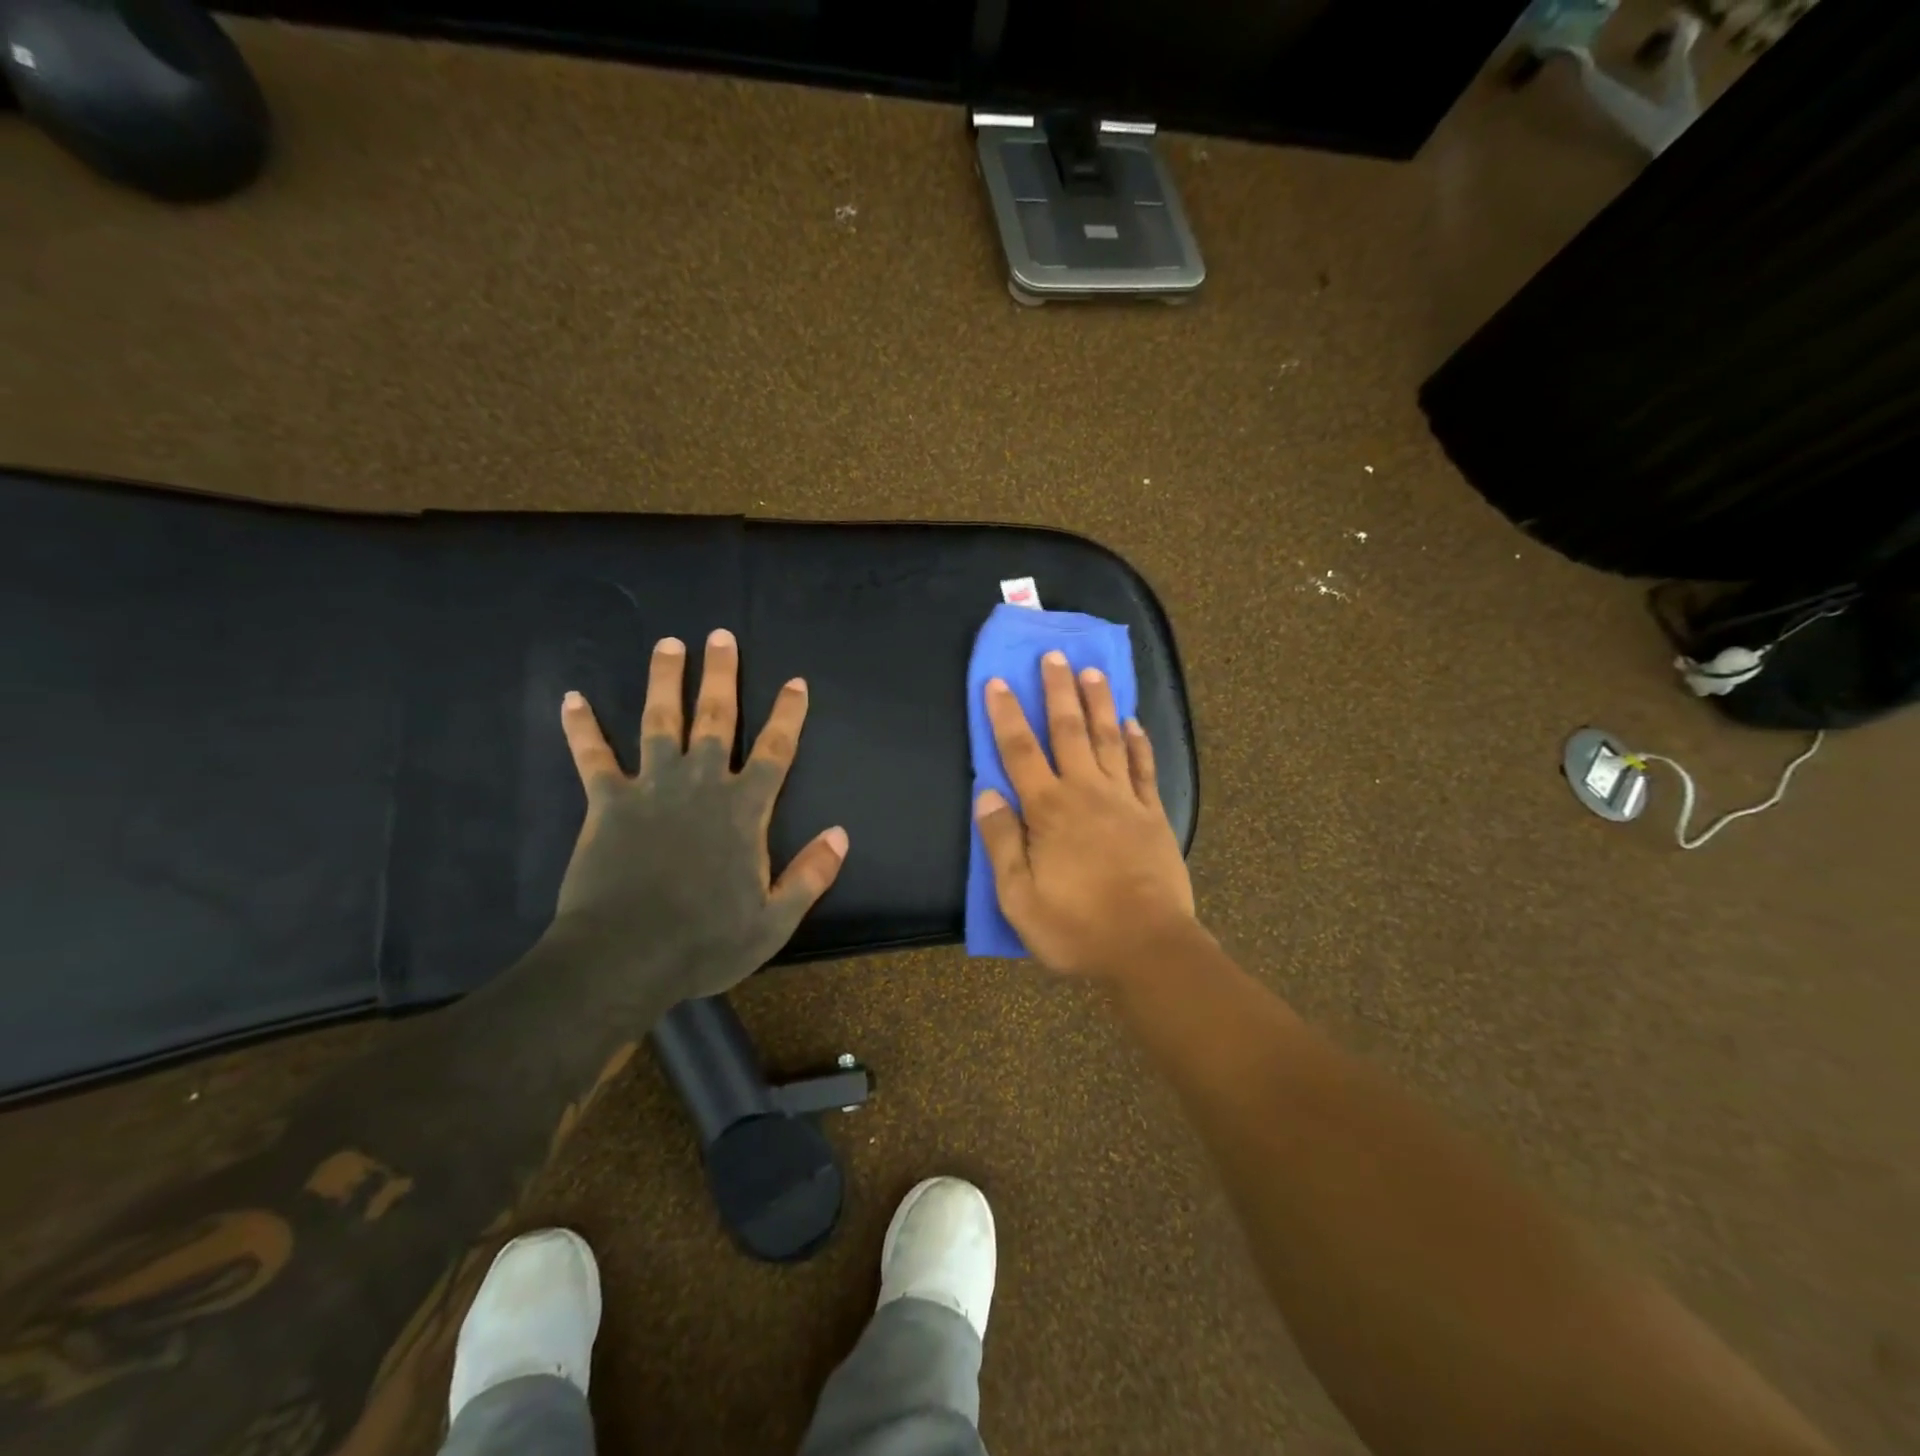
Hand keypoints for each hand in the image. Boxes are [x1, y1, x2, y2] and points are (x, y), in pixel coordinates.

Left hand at [552, 628, 848, 1002]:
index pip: (774, 750)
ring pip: (660, 722)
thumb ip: (810, 874)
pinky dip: (582, 728)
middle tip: (720, 636)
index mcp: (744, 810)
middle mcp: (700, 785)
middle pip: (716, 719)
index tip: (795, 682)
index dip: (788, 714)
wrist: (624, 958)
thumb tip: (841, 834)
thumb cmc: (705, 941)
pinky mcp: (607, 802)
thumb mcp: (774, 919)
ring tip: (668, 644)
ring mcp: (651, 788)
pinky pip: (593, 757)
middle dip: (722, 676)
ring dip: (665, 681)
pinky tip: (572, 698)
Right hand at [974, 650, 1195, 978]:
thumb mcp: (1018, 897)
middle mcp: (1086, 792)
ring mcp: (1124, 800)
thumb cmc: (1075, 927)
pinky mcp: (1154, 815)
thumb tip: (987, 794)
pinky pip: (1144, 769)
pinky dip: (1139, 743)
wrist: (1148, 948)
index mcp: (1048, 810)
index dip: (1006, 715)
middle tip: (1055, 655)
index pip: (1020, 751)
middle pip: (1069, 731)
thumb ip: (1001, 842)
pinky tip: (1134, 723)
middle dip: (1058, 691)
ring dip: (1099, 703)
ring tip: (1093, 671)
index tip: (998, 681)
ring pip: (1109, 739)